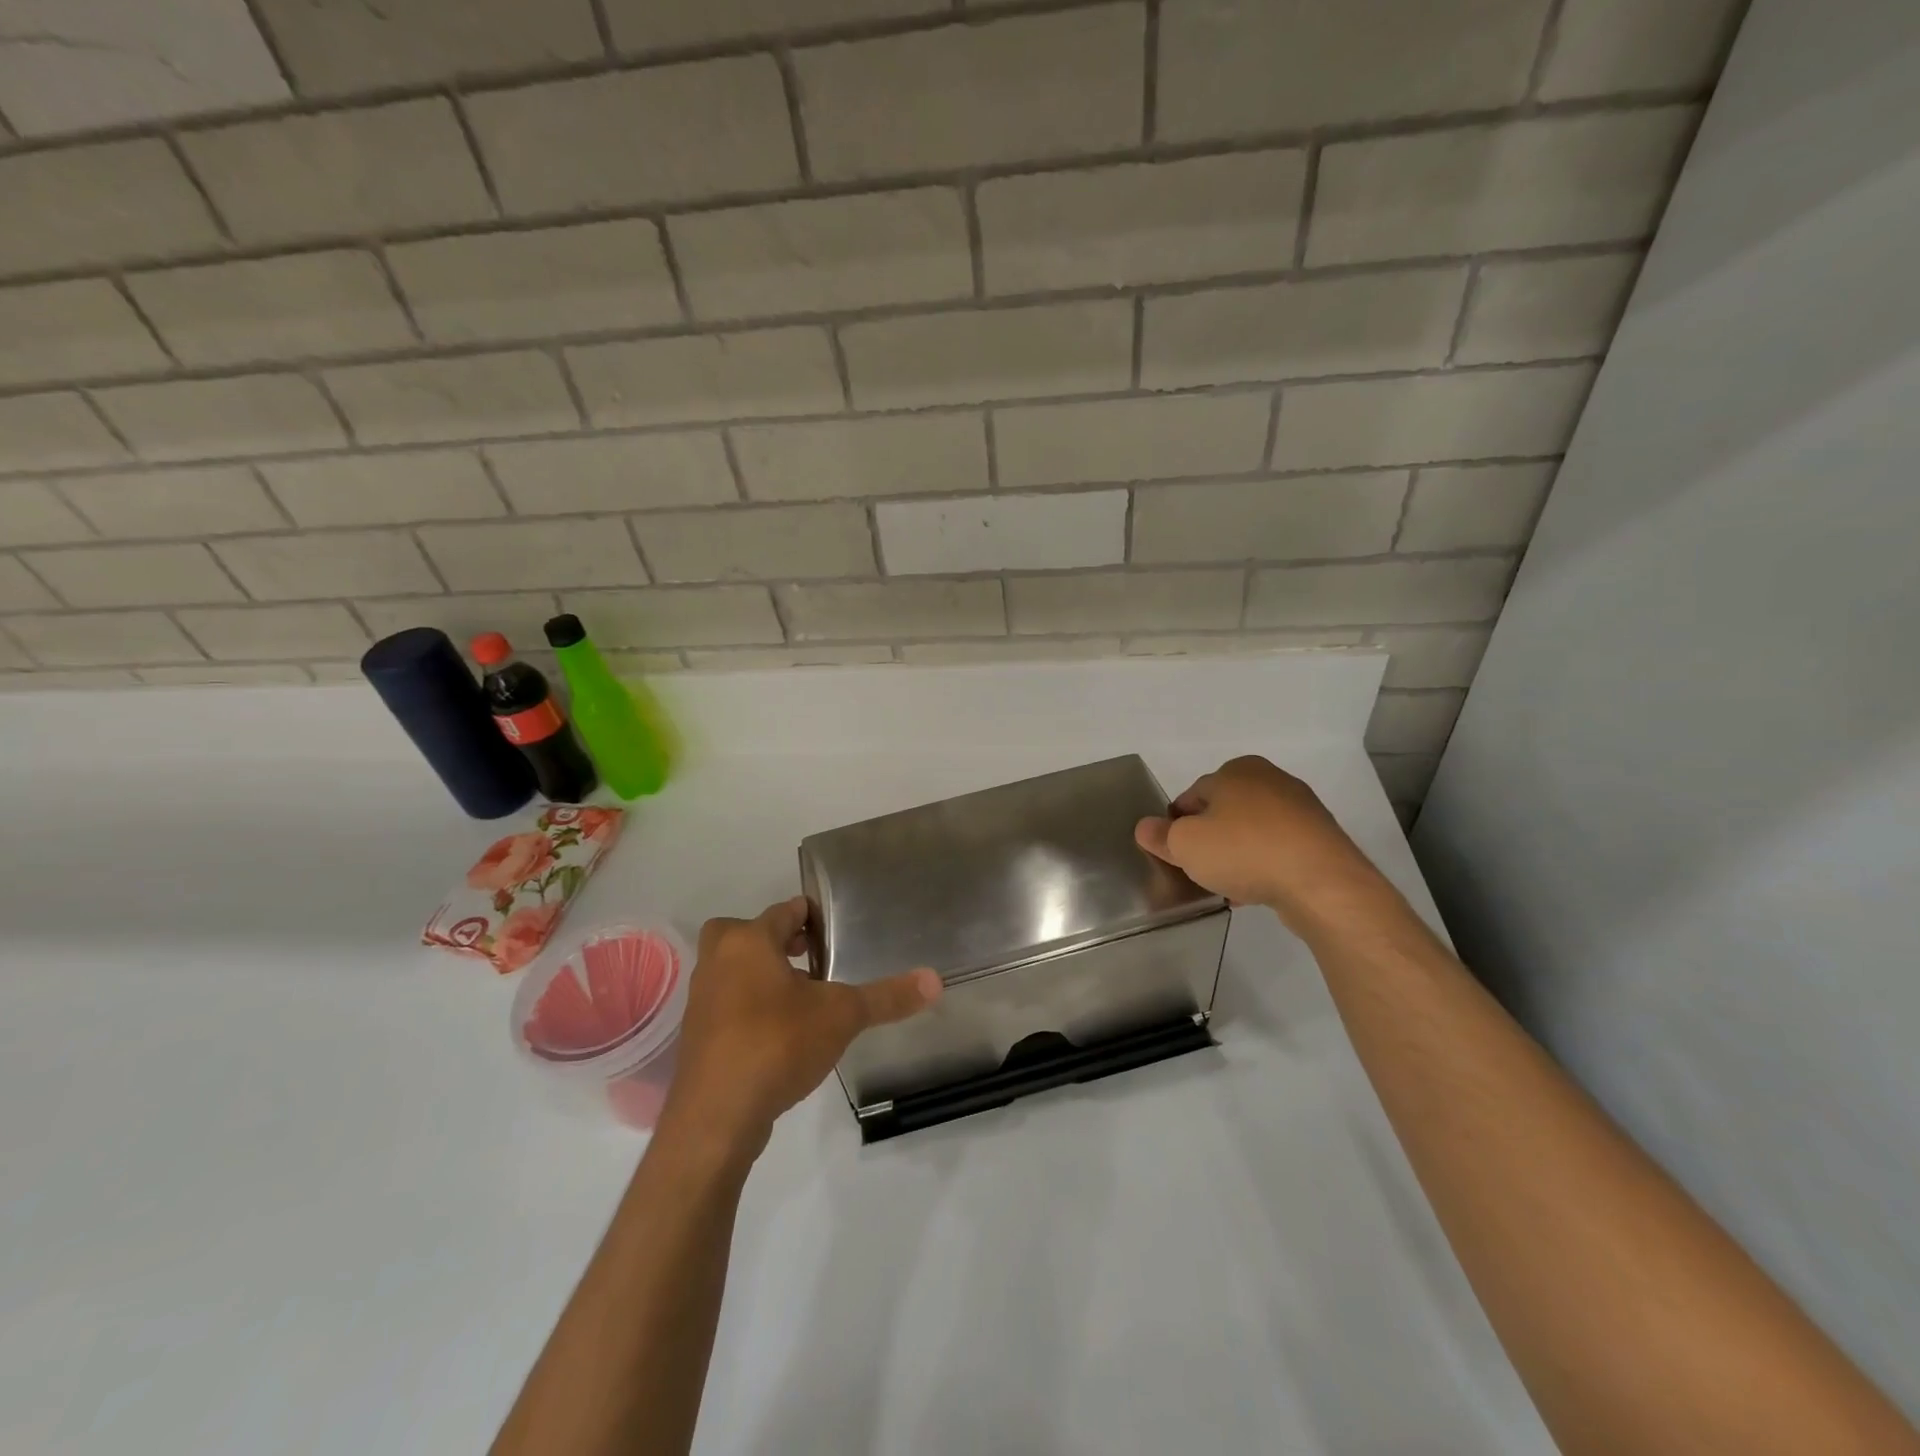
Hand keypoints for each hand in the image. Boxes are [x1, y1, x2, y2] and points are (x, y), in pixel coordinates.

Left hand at [662, 897, 941, 1159]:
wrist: (715, 1117)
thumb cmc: (777, 1044)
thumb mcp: (841, 1016)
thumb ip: (886, 997)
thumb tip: (935, 980)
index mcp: (748, 942)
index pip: (783, 911)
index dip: (809, 915)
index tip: (833, 929)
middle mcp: (718, 962)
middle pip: (744, 935)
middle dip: (776, 941)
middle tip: (808, 956)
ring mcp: (702, 1001)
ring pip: (733, 971)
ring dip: (761, 975)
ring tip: (801, 997)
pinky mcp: (697, 1038)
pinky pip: (727, 1006)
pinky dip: (749, 1008)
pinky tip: (779, 1034)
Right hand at [1135, 756, 1388, 932]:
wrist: (1320, 883)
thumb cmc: (1244, 851)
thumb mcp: (1185, 845)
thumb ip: (1160, 836)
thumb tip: (1146, 828)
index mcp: (1236, 770)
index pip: (1191, 797)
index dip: (1177, 826)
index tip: (1175, 854)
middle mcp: (1270, 779)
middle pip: (1223, 813)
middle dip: (1209, 840)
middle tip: (1198, 870)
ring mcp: (1301, 809)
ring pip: (1252, 833)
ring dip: (1236, 855)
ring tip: (1227, 886)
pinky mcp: (1321, 839)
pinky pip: (1278, 850)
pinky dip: (1264, 865)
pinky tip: (1255, 890)